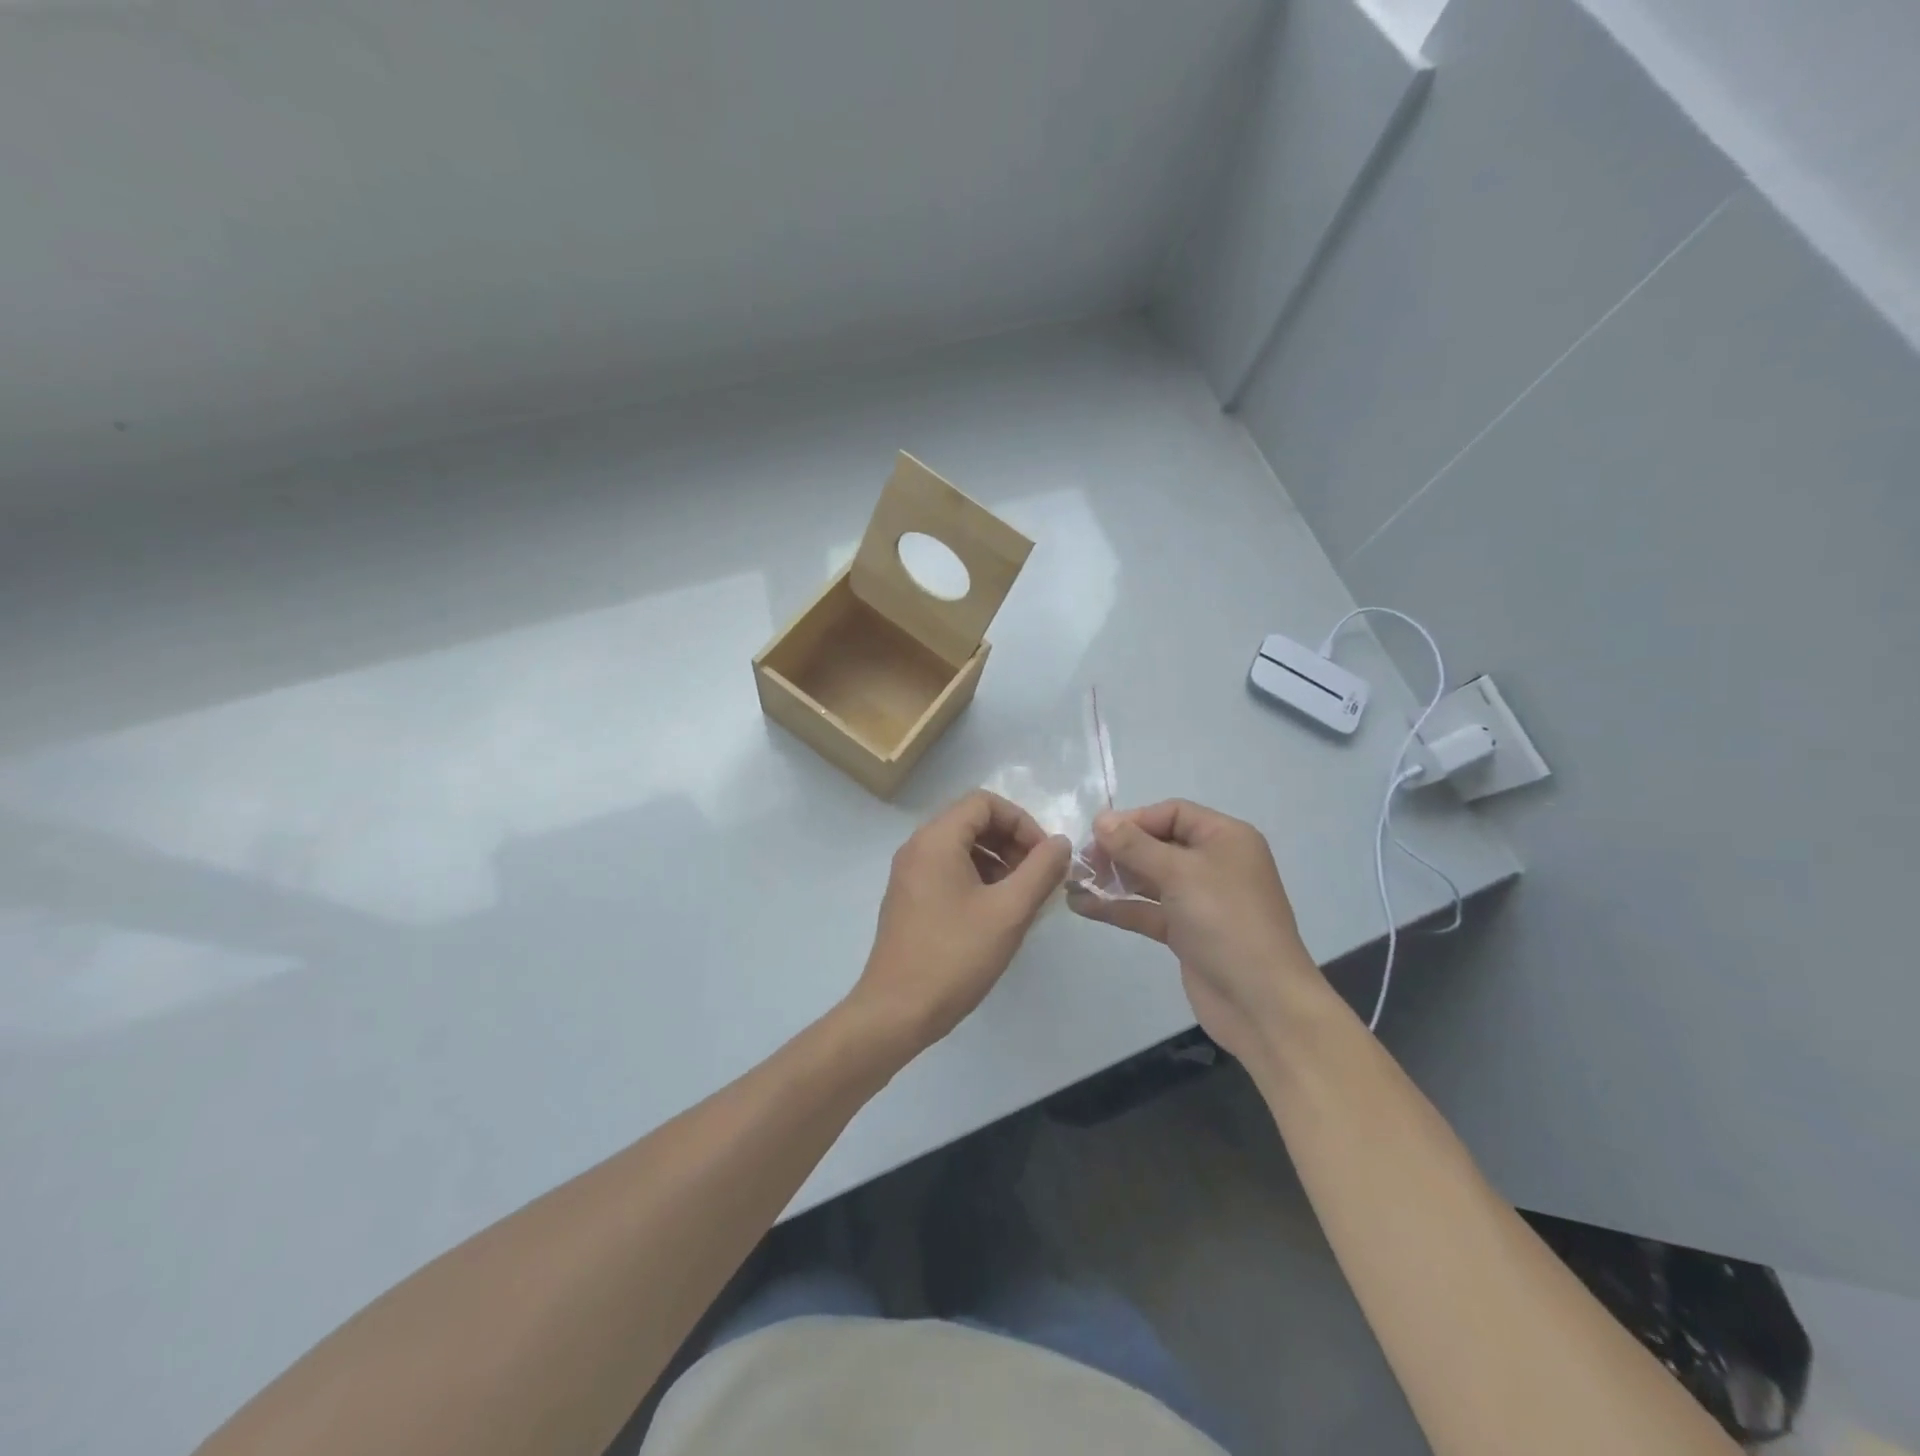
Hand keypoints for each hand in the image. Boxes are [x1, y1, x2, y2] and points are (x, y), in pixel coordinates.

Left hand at [848, 790, 1070, 1055]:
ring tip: (1022, 897)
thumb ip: (1041, 870)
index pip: (984, 802)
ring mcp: (909, 874)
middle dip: (1011, 841)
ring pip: (961, 847)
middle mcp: (917, 847)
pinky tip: (997, 913)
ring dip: (997, 861)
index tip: (1044, 857)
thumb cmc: (955, 956)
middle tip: (1038, 877)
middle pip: (972, 821)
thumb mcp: (1009, 912)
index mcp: (936, 840)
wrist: (896, 1012)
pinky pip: (948, 870)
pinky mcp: (909, 899)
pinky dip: (977, 878)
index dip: (1021, 822)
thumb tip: (1060, 843)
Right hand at [1068, 800, 1325, 1067]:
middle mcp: (1214, 863)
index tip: (1096, 835)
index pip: (1172, 813)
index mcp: (1225, 838)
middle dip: (1119, 850)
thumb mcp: (1180, 873)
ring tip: (1072, 881)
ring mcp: (1200, 900)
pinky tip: (1082, 905)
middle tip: (1081, 861)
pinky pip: (1147, 910)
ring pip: (1149, 879)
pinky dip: (1118, 907)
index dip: (1134, 820)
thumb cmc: (1226, 922)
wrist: (1261, 1002)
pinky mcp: (1186, 932)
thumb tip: (1101, 819)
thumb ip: (1135, 845)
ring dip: (1113, 879)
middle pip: (1158, 844)